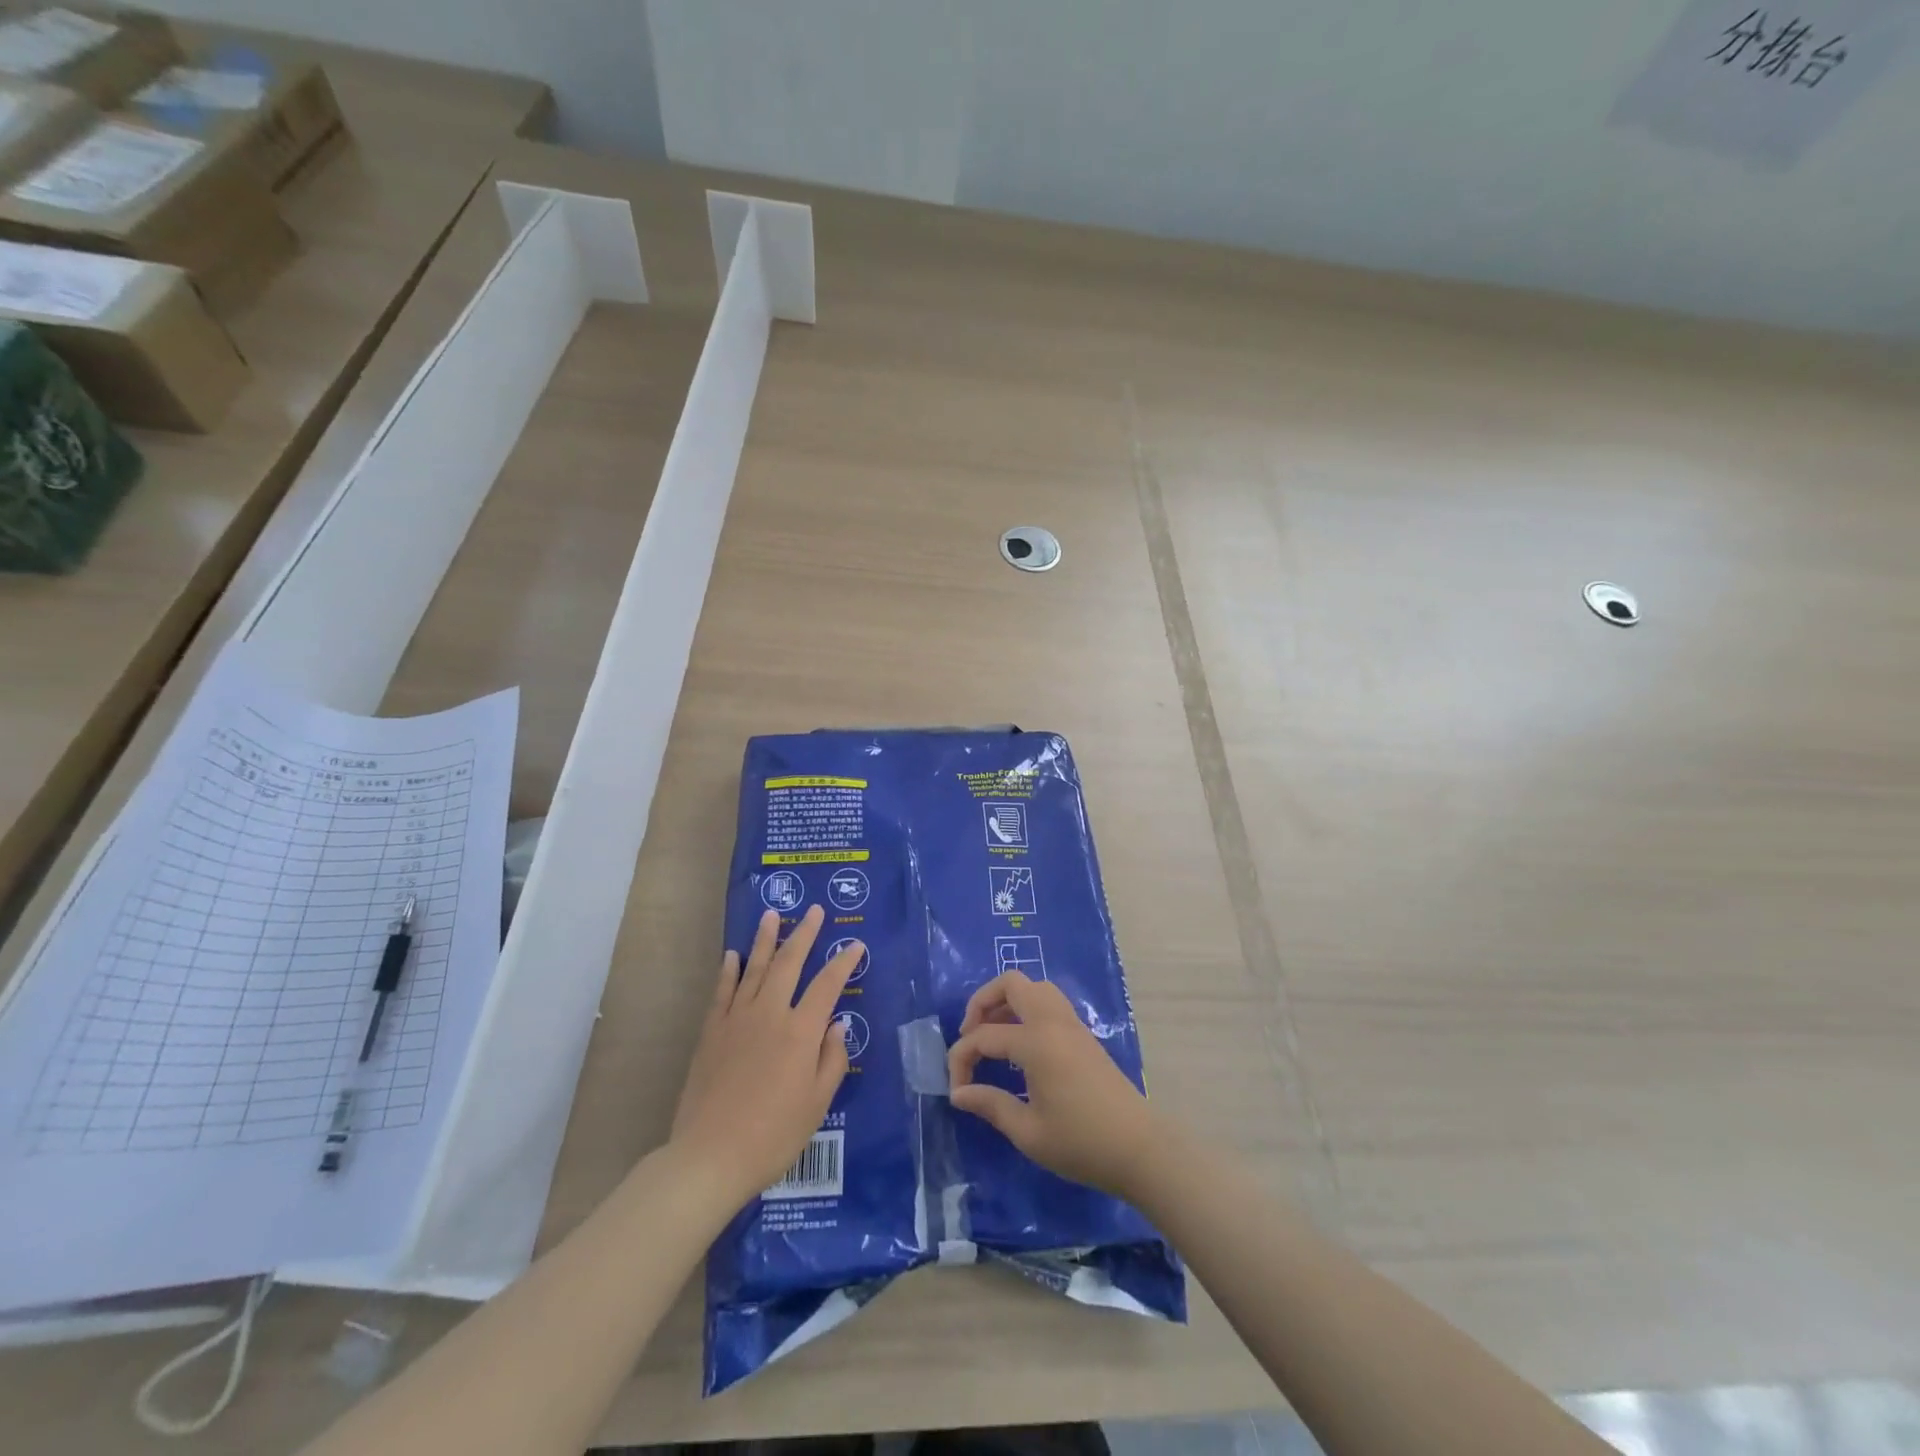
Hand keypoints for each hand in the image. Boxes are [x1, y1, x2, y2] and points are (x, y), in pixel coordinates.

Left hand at [671, 905, 863, 1205]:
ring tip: (772, 915)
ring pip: (754, 968)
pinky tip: (733, 955)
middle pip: (789, 962)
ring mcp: (737, 1020)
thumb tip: (837, 1024)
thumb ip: (831, 1059)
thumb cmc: (773, 1135)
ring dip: (765, 940)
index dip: (843, 962)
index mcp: (801, 1031)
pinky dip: (729, 971)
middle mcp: (770, 1014)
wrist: (709, 1156)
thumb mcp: (817, 1103)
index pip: (828, 985)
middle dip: (804, 933)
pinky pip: (722, 992)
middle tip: (813, 910)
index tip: (855, 945)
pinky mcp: (711, 1033)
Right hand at [946, 971, 1159, 1197]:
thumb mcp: (1029, 1132)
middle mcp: (1052, 1021)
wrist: (1140, 1148)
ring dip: (1007, 1002)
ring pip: (1033, 987)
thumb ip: (990, 1105)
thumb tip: (959, 1093)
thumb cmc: (1082, 1143)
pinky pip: (1049, 1002)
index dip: (961, 1060)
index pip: (983, 1036)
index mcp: (1036, 1042)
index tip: (958, 1092)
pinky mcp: (1083, 1034)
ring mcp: (1071, 1024)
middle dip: (981, 1002)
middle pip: (1010, 983)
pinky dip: (1027, 1010)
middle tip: (970, 1036)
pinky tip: (1020, 1045)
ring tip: (993, 1036)